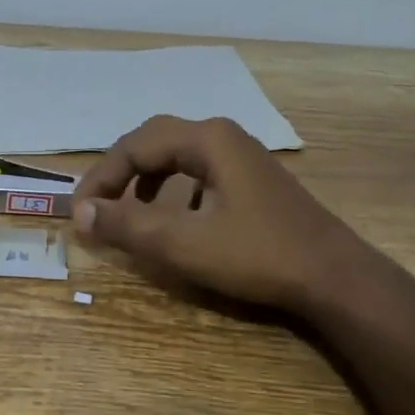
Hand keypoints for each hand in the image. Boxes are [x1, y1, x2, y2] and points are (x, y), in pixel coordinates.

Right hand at [72, 115, 359, 315]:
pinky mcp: (254, 181)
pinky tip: (177, 221)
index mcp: (207, 140)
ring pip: (178, 157)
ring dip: (146, 180)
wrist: (334, 277)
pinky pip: (200, 173)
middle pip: (154, 142)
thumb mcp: (183, 243)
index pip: (134, 146)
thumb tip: (80, 212)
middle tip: (98, 205)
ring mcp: (243, 157)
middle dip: (120, 173)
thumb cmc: (257, 255)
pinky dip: (174, 191)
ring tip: (130, 212)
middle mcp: (224, 137)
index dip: (100, 178)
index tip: (79, 213)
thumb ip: (128, 225)